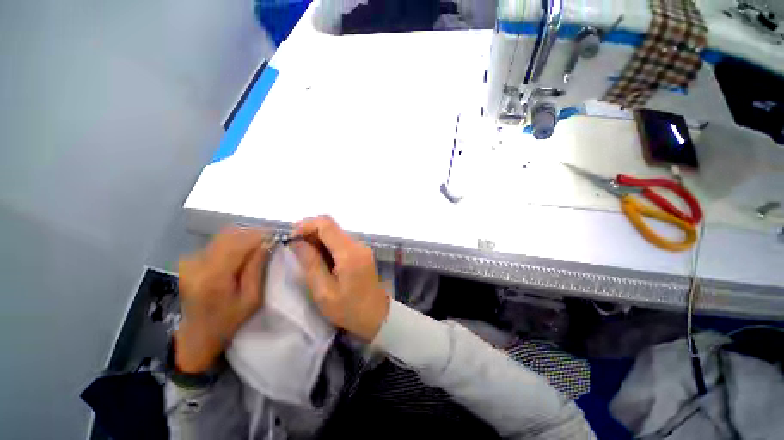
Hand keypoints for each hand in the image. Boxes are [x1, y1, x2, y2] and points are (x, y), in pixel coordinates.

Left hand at [175, 227, 270, 372]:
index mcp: (213, 276)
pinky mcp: (190, 260)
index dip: (259, 235)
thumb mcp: (252, 298)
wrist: (197, 334)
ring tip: (259, 246)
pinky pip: (217, 242)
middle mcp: (197, 263)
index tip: (276, 236)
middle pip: (229, 234)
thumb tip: (267, 243)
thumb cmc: (229, 320)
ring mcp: (190, 260)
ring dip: (244, 237)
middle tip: (269, 241)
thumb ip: (257, 268)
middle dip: (253, 234)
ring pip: (223, 235)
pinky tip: (243, 252)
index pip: (238, 243)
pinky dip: (234, 242)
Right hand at [291, 216, 389, 341]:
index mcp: (349, 252)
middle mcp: (358, 244)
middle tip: (295, 250)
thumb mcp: (324, 292)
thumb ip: (311, 263)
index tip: (291, 239)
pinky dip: (327, 246)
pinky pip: (341, 241)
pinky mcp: (361, 252)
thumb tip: (297, 242)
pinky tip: (320, 260)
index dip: (305, 225)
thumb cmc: (349, 309)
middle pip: (331, 226)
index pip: (326, 224)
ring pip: (335, 233)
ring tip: (305, 257)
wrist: (377, 315)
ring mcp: (361, 247)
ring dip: (317, 240)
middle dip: (310, 232)